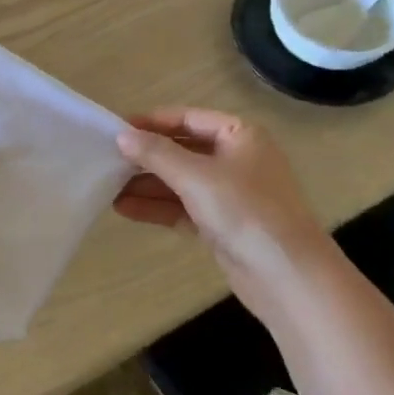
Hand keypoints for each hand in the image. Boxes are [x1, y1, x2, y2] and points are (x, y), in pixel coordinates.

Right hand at [113, 108, 340, 312]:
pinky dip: (157, 207)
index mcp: (240, 135)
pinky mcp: (222, 224)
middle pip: (182, 150)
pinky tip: (125, 209)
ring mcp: (230, 194)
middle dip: (146, 157)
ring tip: (107, 188)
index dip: (152, 122)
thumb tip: (122, 135)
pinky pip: (183, 208)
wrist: (287, 276)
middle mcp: (236, 159)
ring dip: (146, 185)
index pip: (188, 118)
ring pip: (180, 182)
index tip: (116, 130)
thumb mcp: (196, 176)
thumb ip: (156, 154)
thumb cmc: (245, 211)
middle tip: (106, 161)